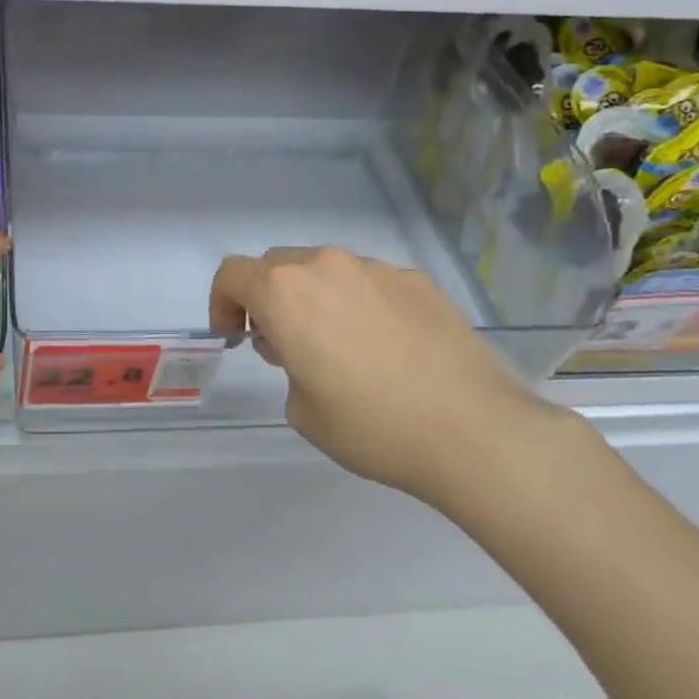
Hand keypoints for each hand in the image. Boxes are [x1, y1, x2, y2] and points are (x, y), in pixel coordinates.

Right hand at [209, 247, 561, 503]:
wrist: (476, 431)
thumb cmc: (372, 426)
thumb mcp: (302, 411)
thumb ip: (288, 367)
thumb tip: (308, 351)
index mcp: (286, 293)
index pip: (232, 274)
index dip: (222, 303)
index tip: (237, 338)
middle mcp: (327, 267)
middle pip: (277, 266)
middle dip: (268, 300)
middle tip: (285, 346)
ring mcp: (378, 269)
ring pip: (326, 271)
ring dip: (316, 299)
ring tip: (342, 348)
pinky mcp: (419, 282)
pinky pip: (371, 283)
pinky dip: (361, 304)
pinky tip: (389, 348)